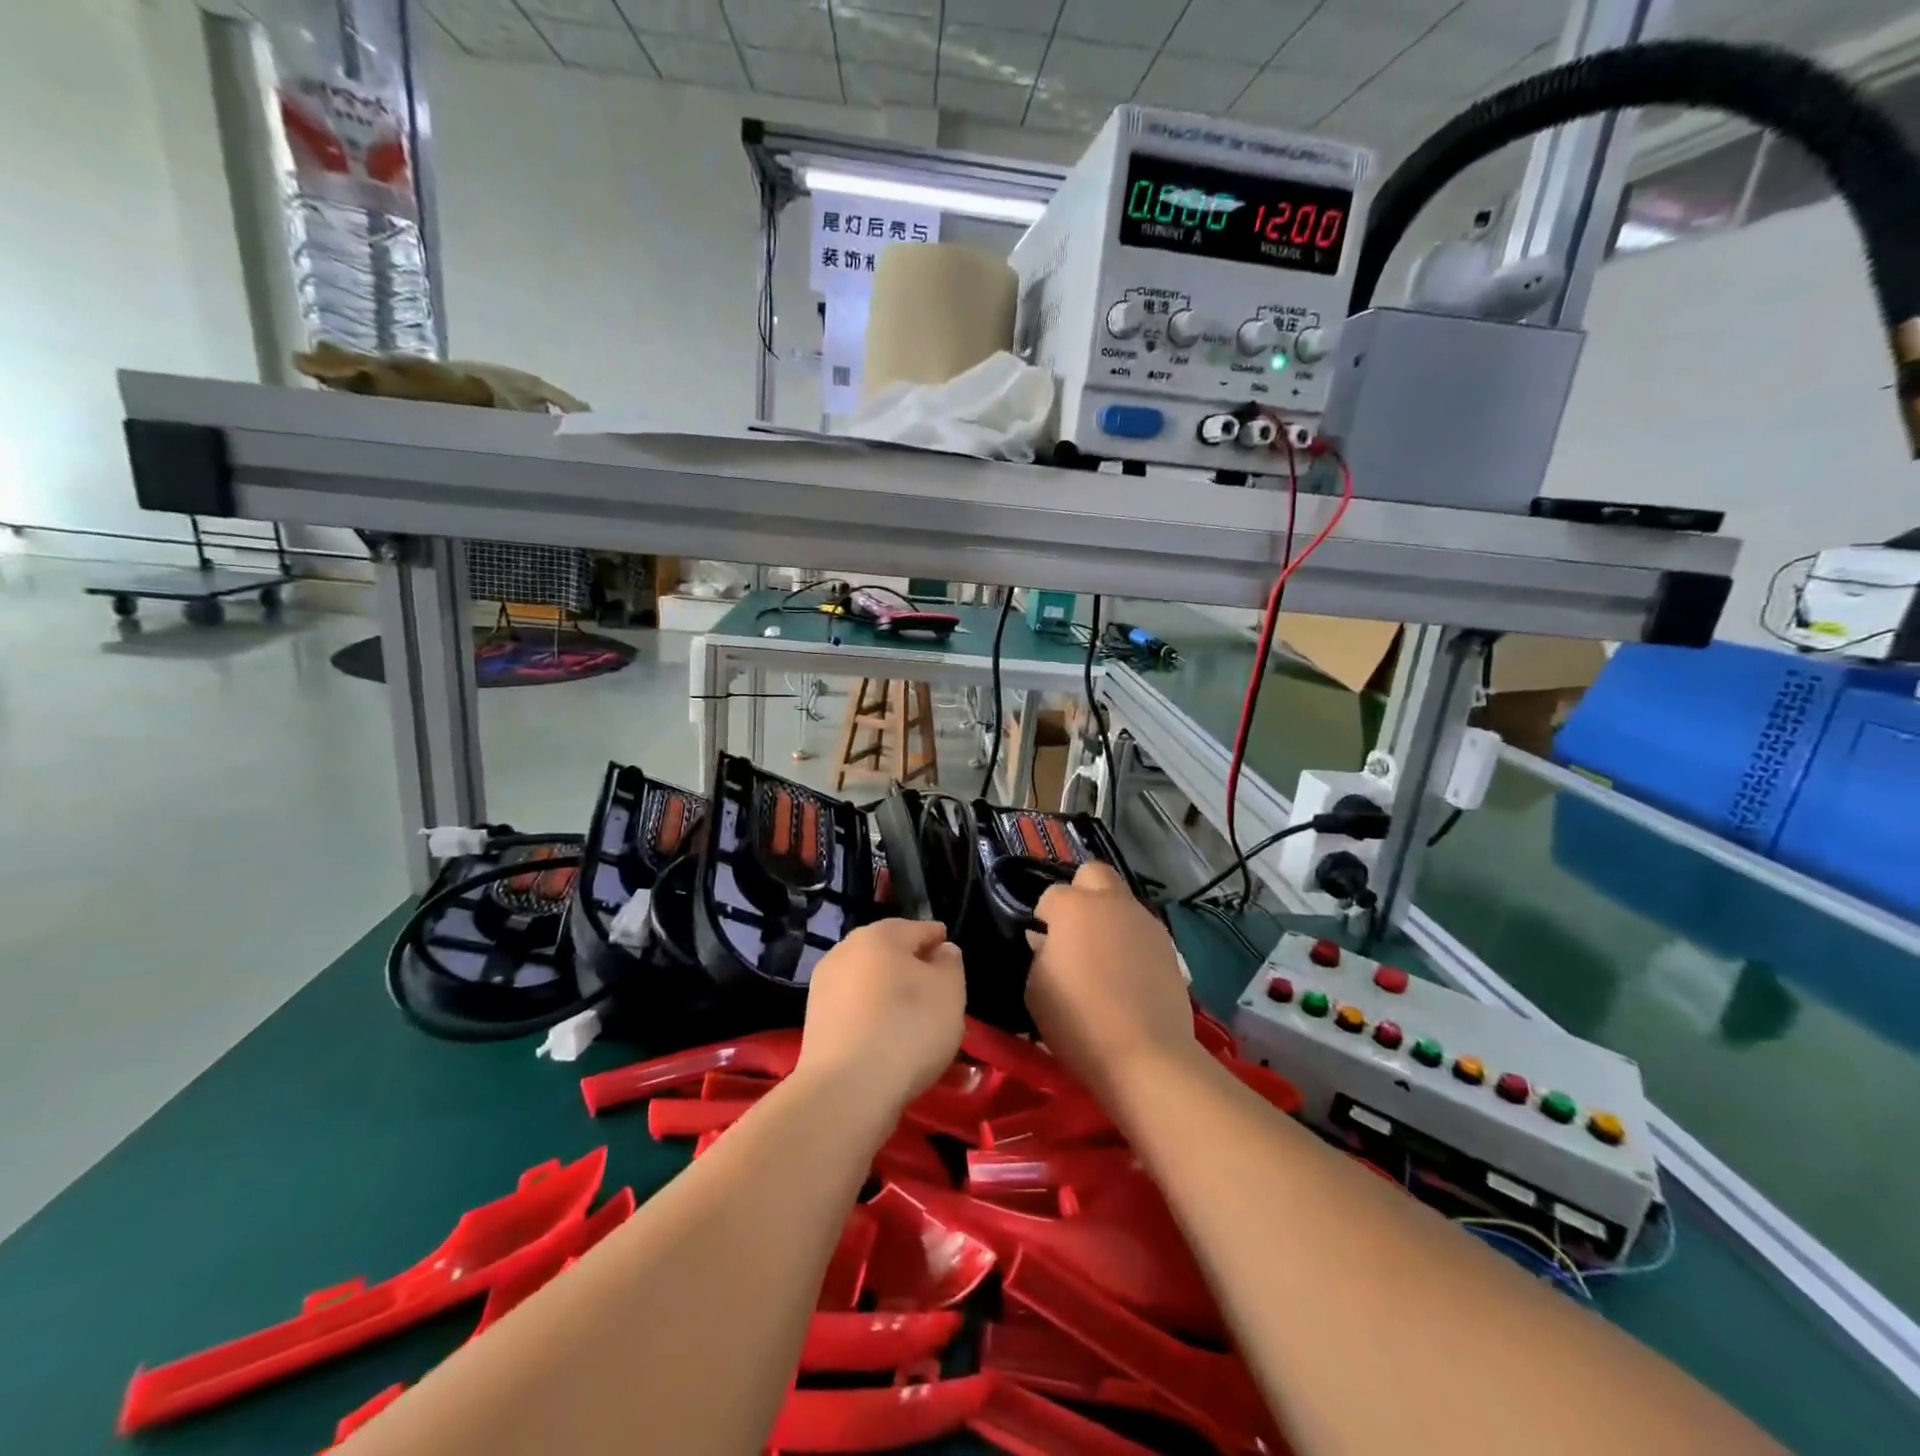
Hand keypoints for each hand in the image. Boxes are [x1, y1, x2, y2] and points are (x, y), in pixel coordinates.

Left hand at [796, 920, 965, 1114]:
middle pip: (888, 952)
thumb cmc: (908, 1028)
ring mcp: (824, 986)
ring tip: (911, 1017)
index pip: (918, 929)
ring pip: (868, 980)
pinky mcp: (814, 1021)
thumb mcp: (949, 991)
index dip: (937, 940)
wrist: (846, 1090)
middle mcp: (846, 950)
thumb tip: (940, 952)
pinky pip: (854, 1008)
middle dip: (910, 965)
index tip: (950, 955)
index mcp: (879, 934)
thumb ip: (950, 963)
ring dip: (888, 991)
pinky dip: (871, 1015)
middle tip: (934, 988)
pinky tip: (885, 1035)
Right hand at [1025, 862, 1200, 1106]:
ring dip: (1109, 916)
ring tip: (1103, 956)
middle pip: (1094, 873)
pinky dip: (1131, 940)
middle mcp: (1111, 902)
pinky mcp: (1169, 945)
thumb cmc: (1077, 1021)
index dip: (1044, 918)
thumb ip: (1039, 955)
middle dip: (1081, 892)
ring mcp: (1144, 921)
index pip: (1051, 895)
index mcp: (1072, 907)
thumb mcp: (1036, 989)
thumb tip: (1047, 942)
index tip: (1042, 942)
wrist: (1145, 1054)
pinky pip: (1142, 930)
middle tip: (1074, 928)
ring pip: (1122, 901)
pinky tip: (1127, 973)